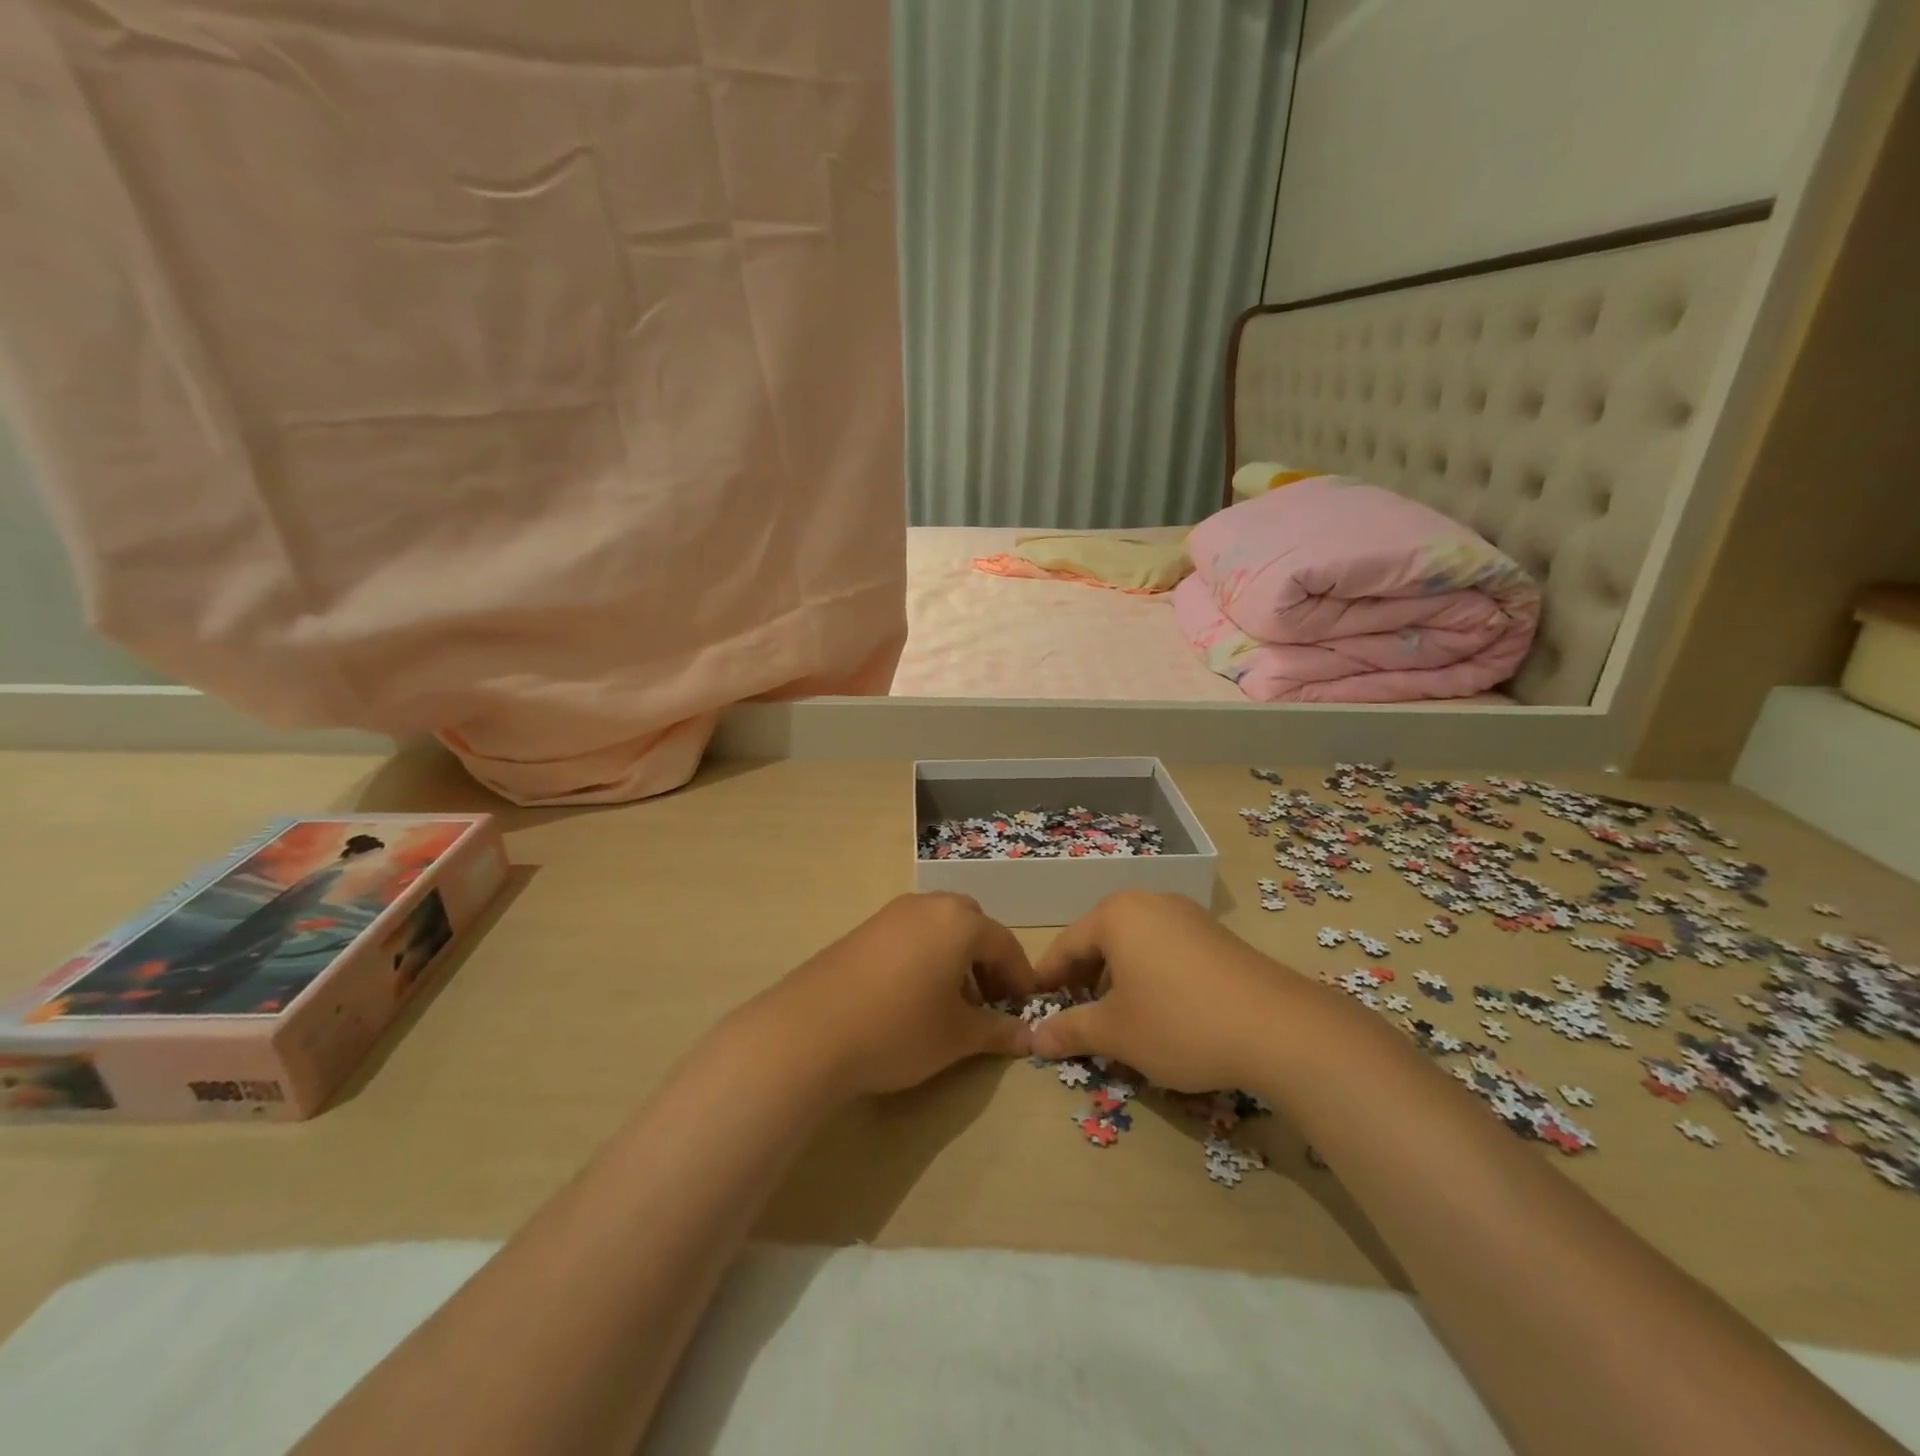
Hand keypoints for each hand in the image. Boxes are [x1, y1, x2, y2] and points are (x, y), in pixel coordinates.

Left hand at [746, 893, 1037, 1097]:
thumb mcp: (957, 1036)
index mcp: (959, 922)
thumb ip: (998, 1031)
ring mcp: (890, 914)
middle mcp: (927, 906)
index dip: (1020, 976)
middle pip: (971, 925)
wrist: (809, 1031)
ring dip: (954, 958)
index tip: (1025, 1007)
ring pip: (938, 928)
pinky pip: (909, 936)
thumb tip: (1029, 1037)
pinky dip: (924, 957)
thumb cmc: (899, 1028)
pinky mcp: (862, 930)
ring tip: (950, 1005)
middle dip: (985, 960)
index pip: (1004, 943)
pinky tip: (912, 998)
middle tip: (988, 1001)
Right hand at [1030, 892, 1304, 1091]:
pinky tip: (1162, 1011)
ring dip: (1118, 979)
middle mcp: (1149, 903)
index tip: (1034, 1007)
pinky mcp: (1216, 935)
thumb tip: (1034, 1038)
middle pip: (1100, 940)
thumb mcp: (1116, 1033)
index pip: (1066, 944)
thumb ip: (1070, 1030)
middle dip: (1084, 980)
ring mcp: (1187, 915)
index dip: (1047, 979)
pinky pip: (1166, 949)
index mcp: (1117, 914)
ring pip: (1135, 945)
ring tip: (1119, 1019)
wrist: (1279, 1028)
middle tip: (1076, 1017)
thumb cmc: (1179, 1022)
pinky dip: (1151, 975)